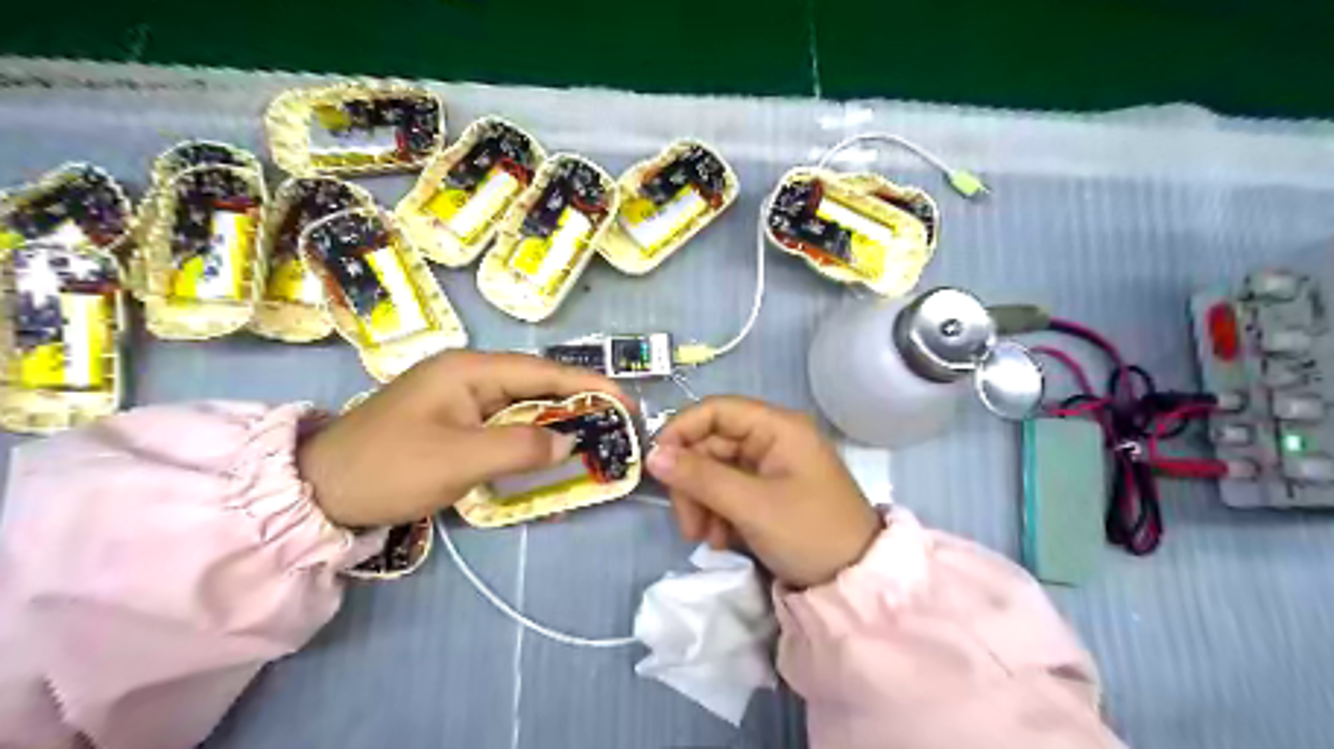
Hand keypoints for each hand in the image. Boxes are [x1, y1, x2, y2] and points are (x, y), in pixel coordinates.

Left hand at [293, 352, 629, 525]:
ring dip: (558, 423)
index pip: (544, 371)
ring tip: (596, 439)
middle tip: (618, 426)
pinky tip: (550, 455)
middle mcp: (470, 375)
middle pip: (538, 385)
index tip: (627, 403)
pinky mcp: (456, 423)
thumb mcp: (459, 459)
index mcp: (470, 369)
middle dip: (579, 404)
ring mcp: (461, 399)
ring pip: (524, 406)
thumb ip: (521, 448)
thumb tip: (569, 443)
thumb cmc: (389, 467)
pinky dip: (532, 440)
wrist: (319, 492)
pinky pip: (506, 426)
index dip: (590, 385)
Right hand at [649, 395, 882, 587]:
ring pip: (715, 471)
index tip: (657, 465)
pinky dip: (718, 513)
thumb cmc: (809, 533)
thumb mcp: (752, 505)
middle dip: (692, 483)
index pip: (715, 410)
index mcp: (777, 427)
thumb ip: (700, 477)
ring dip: (702, 503)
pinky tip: (721, 541)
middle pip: (711, 445)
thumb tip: (652, 455)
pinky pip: (729, 491)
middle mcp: (772, 438)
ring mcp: (770, 466)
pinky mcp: (769, 491)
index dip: (681, 432)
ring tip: (706, 539)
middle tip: (688, 525)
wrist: (855, 582)